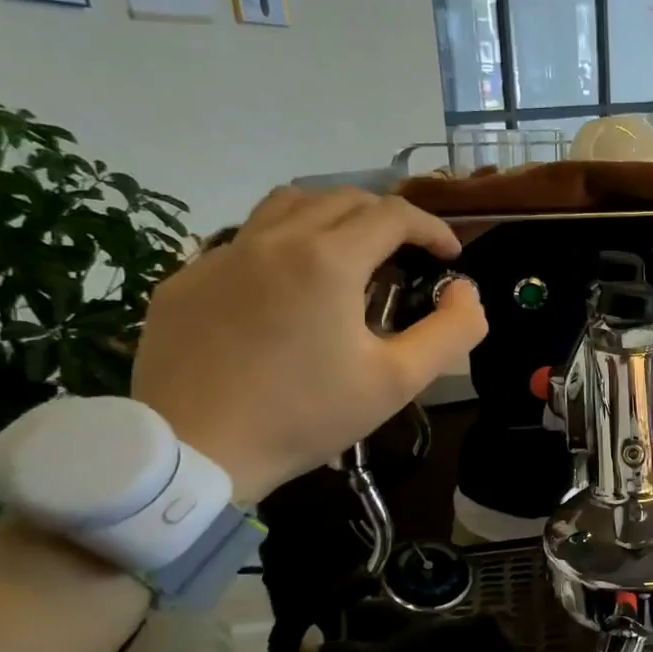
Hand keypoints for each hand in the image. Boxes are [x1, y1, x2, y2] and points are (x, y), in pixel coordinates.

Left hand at [132, 186, 486, 502]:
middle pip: (343, 198)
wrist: (193, 453)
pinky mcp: (186, 278)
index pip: (394, 215)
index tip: (449, 255)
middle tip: (407, 254)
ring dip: (332, 215)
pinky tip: (287, 286)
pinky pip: (245, 238)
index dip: (432, 228)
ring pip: (288, 203)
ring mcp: (222, 255)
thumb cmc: (305, 416)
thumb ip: (451, 332)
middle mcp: (274, 239)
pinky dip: (282, 243)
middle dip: (387, 218)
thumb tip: (466, 291)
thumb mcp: (397, 382)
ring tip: (349, 250)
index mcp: (328, 260)